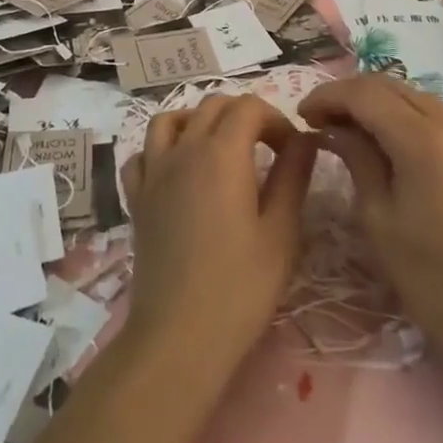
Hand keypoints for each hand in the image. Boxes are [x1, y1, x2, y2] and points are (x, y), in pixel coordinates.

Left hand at [121, 94, 315, 372]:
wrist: (179, 337)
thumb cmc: (240, 288)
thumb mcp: (281, 232)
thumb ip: (293, 176)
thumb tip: (306, 139)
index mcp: (222, 153)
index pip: (249, 107)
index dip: (276, 120)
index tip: (293, 151)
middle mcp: (184, 150)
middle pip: (213, 105)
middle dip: (244, 115)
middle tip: (267, 148)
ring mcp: (154, 172)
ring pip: (171, 119)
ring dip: (198, 120)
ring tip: (220, 147)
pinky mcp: (136, 198)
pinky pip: (142, 154)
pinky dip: (161, 149)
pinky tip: (177, 171)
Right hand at [301, 75, 442, 347]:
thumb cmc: (428, 274)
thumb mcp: (378, 217)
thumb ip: (356, 159)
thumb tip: (332, 128)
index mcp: (421, 139)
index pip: (364, 94)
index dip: (328, 96)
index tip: (301, 114)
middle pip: (386, 85)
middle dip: (347, 94)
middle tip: (316, 119)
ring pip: (406, 94)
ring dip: (371, 101)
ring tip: (341, 127)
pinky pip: (424, 111)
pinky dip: (394, 113)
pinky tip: (376, 137)